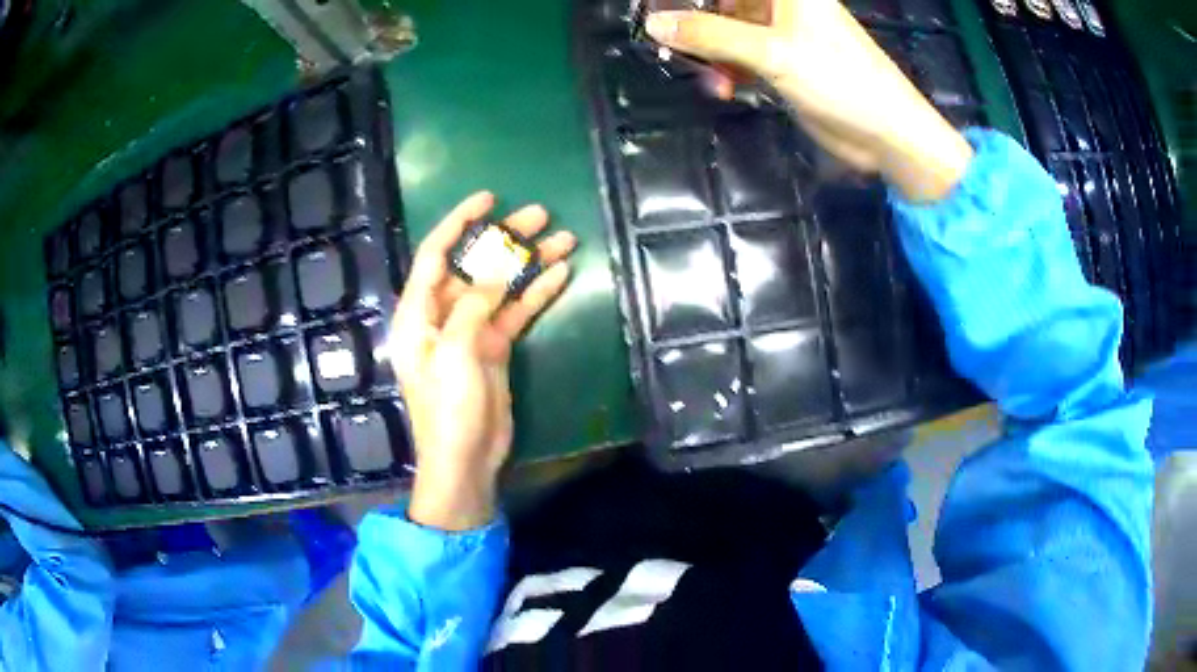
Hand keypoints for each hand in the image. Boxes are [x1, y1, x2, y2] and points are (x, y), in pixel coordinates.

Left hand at [390, 192, 575, 530]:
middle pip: (474, 265)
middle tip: (541, 215)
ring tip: (564, 238)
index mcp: (418, 313)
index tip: (488, 198)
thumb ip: (473, 306)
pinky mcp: (494, 347)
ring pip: (501, 285)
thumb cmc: (447, 408)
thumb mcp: (454, 353)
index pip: (435, 254)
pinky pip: (516, 311)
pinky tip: (560, 273)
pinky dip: (537, 293)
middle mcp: (442, 315)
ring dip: (529, 263)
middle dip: (504, 238)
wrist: (465, 458)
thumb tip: (496, 272)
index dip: (459, 222)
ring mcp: (471, 330)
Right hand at [645, 0, 973, 201]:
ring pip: (727, 30)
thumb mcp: (772, 52)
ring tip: (705, 76)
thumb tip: (654, 24)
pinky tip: (723, 88)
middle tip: (669, 43)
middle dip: (695, 23)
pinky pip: (740, 57)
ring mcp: (781, 34)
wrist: (886, 133)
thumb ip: (711, 35)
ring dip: (709, 52)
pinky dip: (727, 71)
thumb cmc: (840, 79)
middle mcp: (781, 6)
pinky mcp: (782, 64)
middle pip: (723, 4)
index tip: (662, 9)